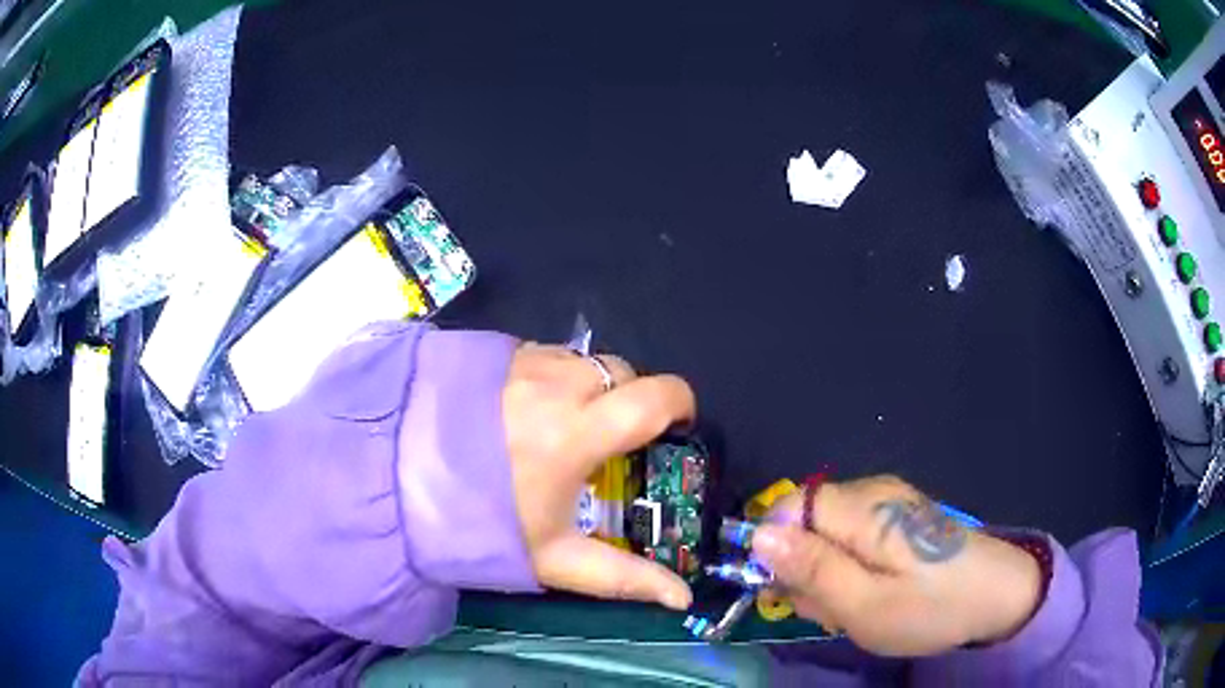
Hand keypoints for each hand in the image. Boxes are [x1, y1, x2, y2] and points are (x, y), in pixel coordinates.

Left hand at [503, 343, 695, 609]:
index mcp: (576, 431)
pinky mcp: (494, 351)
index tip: (678, 426)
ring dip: (590, 385)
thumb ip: (623, 577)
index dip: (681, 403)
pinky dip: (553, 375)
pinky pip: (545, 354)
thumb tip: (682, 597)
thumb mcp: (553, 558)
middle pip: (623, 371)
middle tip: (613, 436)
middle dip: (632, 399)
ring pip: (583, 359)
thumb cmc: (478, 524)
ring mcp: (520, 361)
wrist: (396, 483)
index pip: (655, 397)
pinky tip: (527, 407)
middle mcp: (554, 384)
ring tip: (565, 423)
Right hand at [752, 475, 1041, 655]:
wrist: (999, 595)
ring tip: (855, 607)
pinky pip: (852, 539)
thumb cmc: (932, 608)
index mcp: (863, 509)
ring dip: (826, 575)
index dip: (773, 546)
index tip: (784, 590)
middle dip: (803, 568)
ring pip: (826, 535)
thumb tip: (758, 537)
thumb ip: (812, 570)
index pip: (787, 507)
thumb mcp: (866, 605)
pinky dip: (849, 570)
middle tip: (832, 609)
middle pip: (805, 522)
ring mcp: (888, 503)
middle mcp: (872, 493)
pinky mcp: (899, 518)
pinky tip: (872, 594)